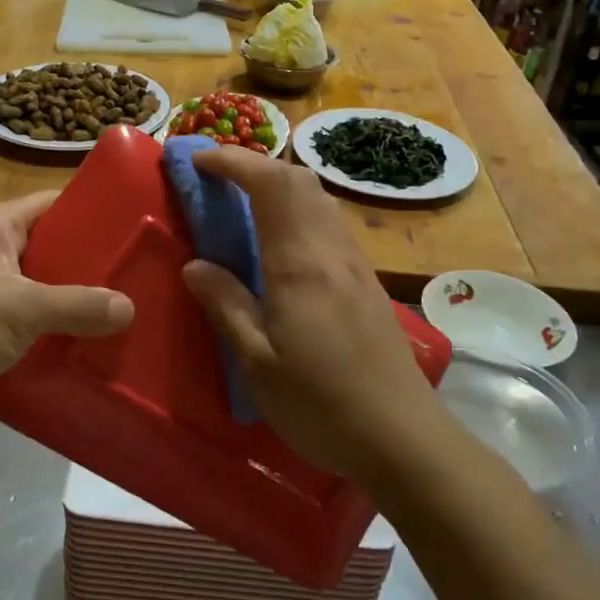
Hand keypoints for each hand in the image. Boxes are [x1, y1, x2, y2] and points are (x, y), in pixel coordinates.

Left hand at [0, 191, 133, 404]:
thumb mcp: (21, 307)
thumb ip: (78, 305)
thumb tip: (130, 307)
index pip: (53, 204)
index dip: (93, 211)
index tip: (139, 224)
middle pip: (53, 250)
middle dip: (93, 265)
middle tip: (144, 275)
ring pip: (44, 293)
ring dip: (77, 306)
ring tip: (130, 314)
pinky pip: (31, 328)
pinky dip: (57, 336)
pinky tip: (93, 348)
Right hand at [180, 147, 444, 481]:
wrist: (403, 438)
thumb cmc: (321, 404)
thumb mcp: (258, 362)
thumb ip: (226, 305)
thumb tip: (196, 265)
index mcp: (300, 263)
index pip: (270, 184)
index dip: (233, 161)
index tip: (198, 161)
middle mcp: (332, 251)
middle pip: (299, 180)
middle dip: (256, 165)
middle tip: (217, 179)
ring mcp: (355, 265)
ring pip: (319, 199)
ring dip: (279, 186)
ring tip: (243, 204)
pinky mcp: (366, 283)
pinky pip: (329, 224)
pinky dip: (298, 211)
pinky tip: (281, 244)